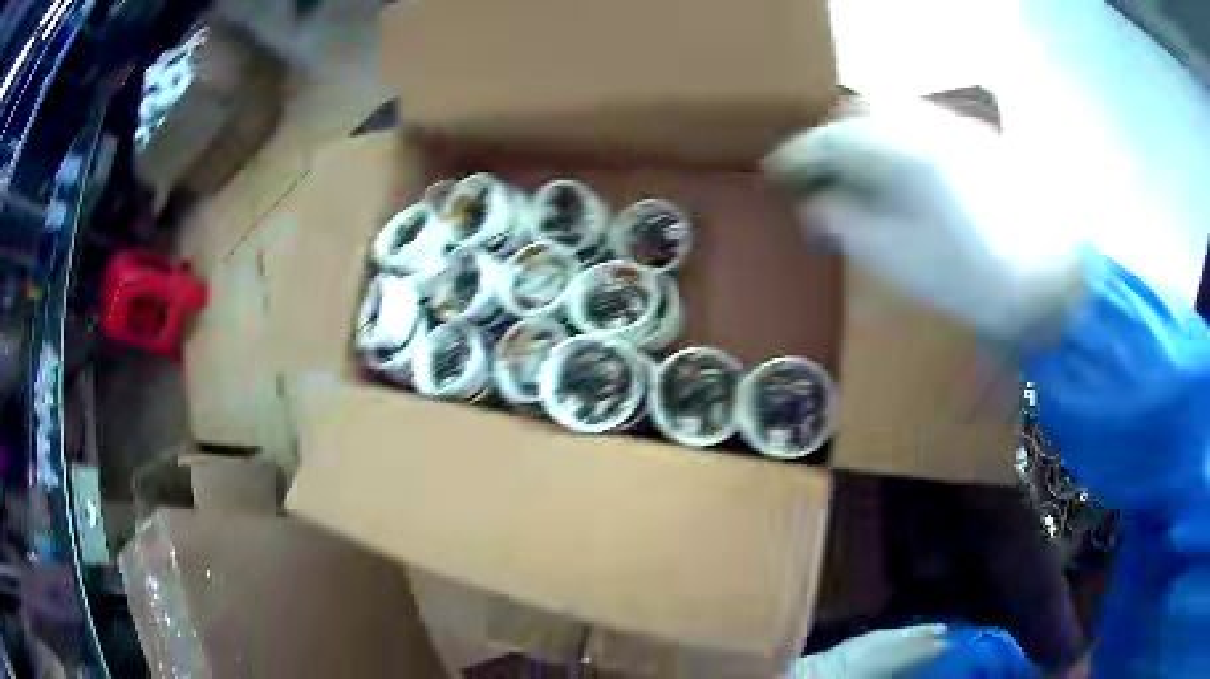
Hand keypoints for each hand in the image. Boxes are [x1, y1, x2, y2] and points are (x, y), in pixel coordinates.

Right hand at [763, 100, 1083, 340]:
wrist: (1053, 278)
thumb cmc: (974, 276)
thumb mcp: (899, 259)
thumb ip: (848, 224)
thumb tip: (814, 206)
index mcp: (901, 150)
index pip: (830, 139)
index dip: (796, 156)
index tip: (772, 174)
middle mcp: (924, 122)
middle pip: (858, 112)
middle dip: (828, 137)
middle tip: (814, 172)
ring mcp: (954, 127)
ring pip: (890, 113)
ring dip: (861, 135)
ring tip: (852, 172)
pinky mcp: (975, 140)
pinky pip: (918, 125)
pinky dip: (894, 140)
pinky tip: (899, 171)